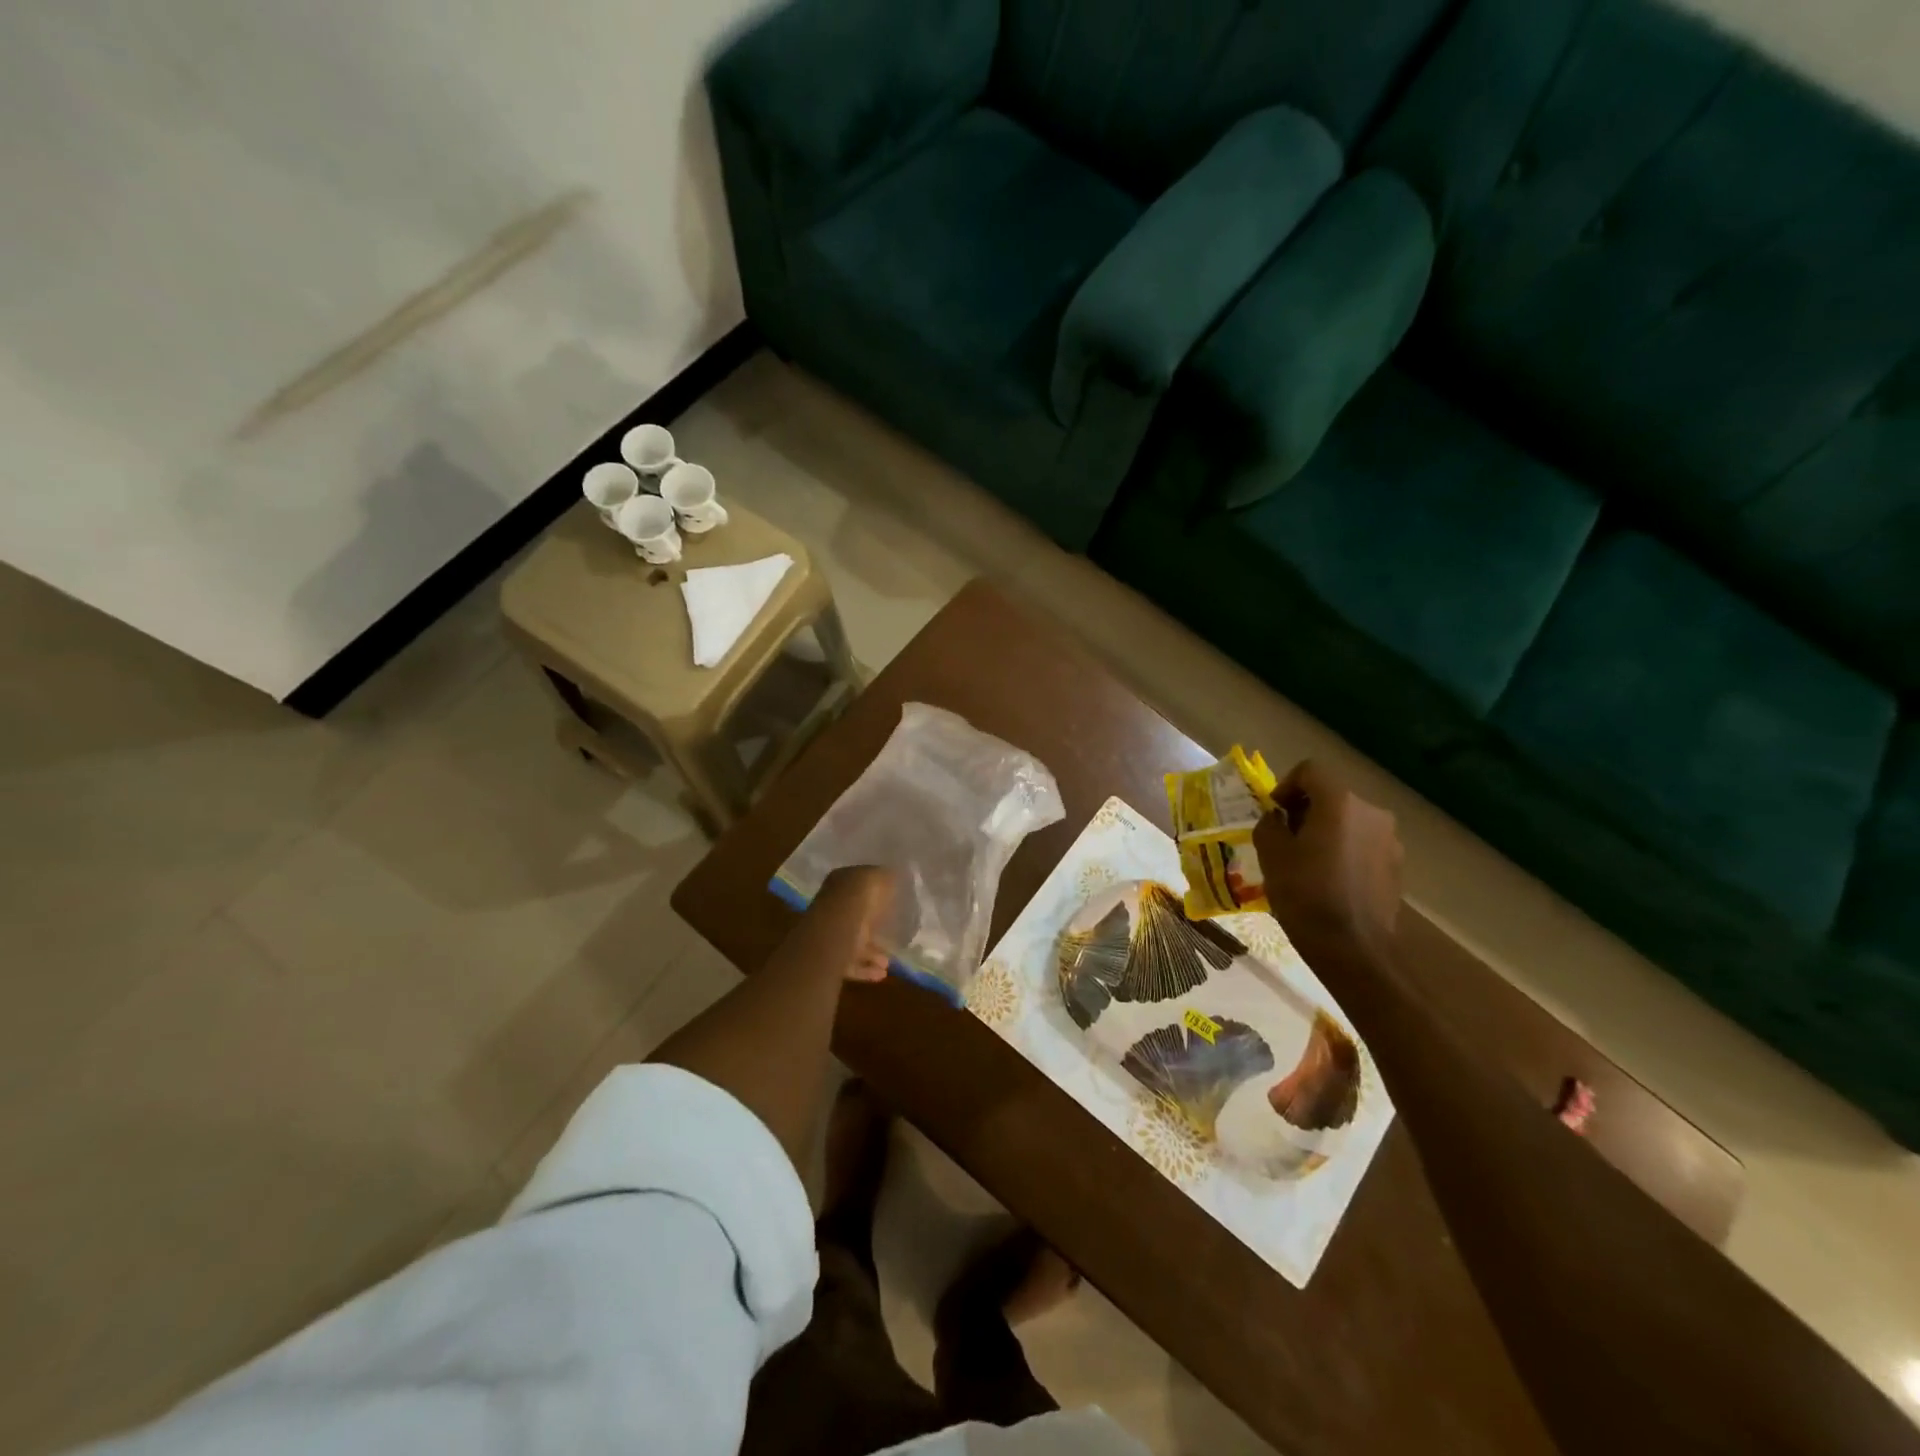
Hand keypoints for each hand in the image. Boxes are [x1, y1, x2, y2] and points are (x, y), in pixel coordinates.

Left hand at [811, 865, 896, 981]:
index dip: (873, 893)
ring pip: (852, 943)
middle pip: (854, 917)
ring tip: (888, 962)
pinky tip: (881, 973)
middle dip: (873, 927)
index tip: (890, 900)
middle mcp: (830, 907)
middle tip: (891, 934)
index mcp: (839, 884)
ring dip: (871, 953)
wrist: (834, 933)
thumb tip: (892, 876)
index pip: (855, 886)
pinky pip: (849, 964)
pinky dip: (865, 969)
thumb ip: (884, 877)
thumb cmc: (857, 900)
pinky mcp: (827, 959)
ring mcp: (827, 934)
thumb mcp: (877, 879)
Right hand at [1252, 761, 1403, 956]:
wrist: (1353, 948)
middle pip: (1332, 795)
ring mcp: (1389, 840)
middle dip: (1305, 810)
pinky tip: (1329, 880)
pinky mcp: (1396, 866)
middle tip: (1284, 838)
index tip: (1273, 813)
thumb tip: (1278, 819)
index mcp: (1340, 802)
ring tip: (1306, 862)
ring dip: (1326, 831)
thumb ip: (1270, 824)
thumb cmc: (1305, 894)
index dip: (1286, 785)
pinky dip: (1343, 851)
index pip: (1310, 771)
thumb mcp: (1270, 854)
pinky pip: (1363, 845)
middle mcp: (1371, 812)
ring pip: (1349, 821)